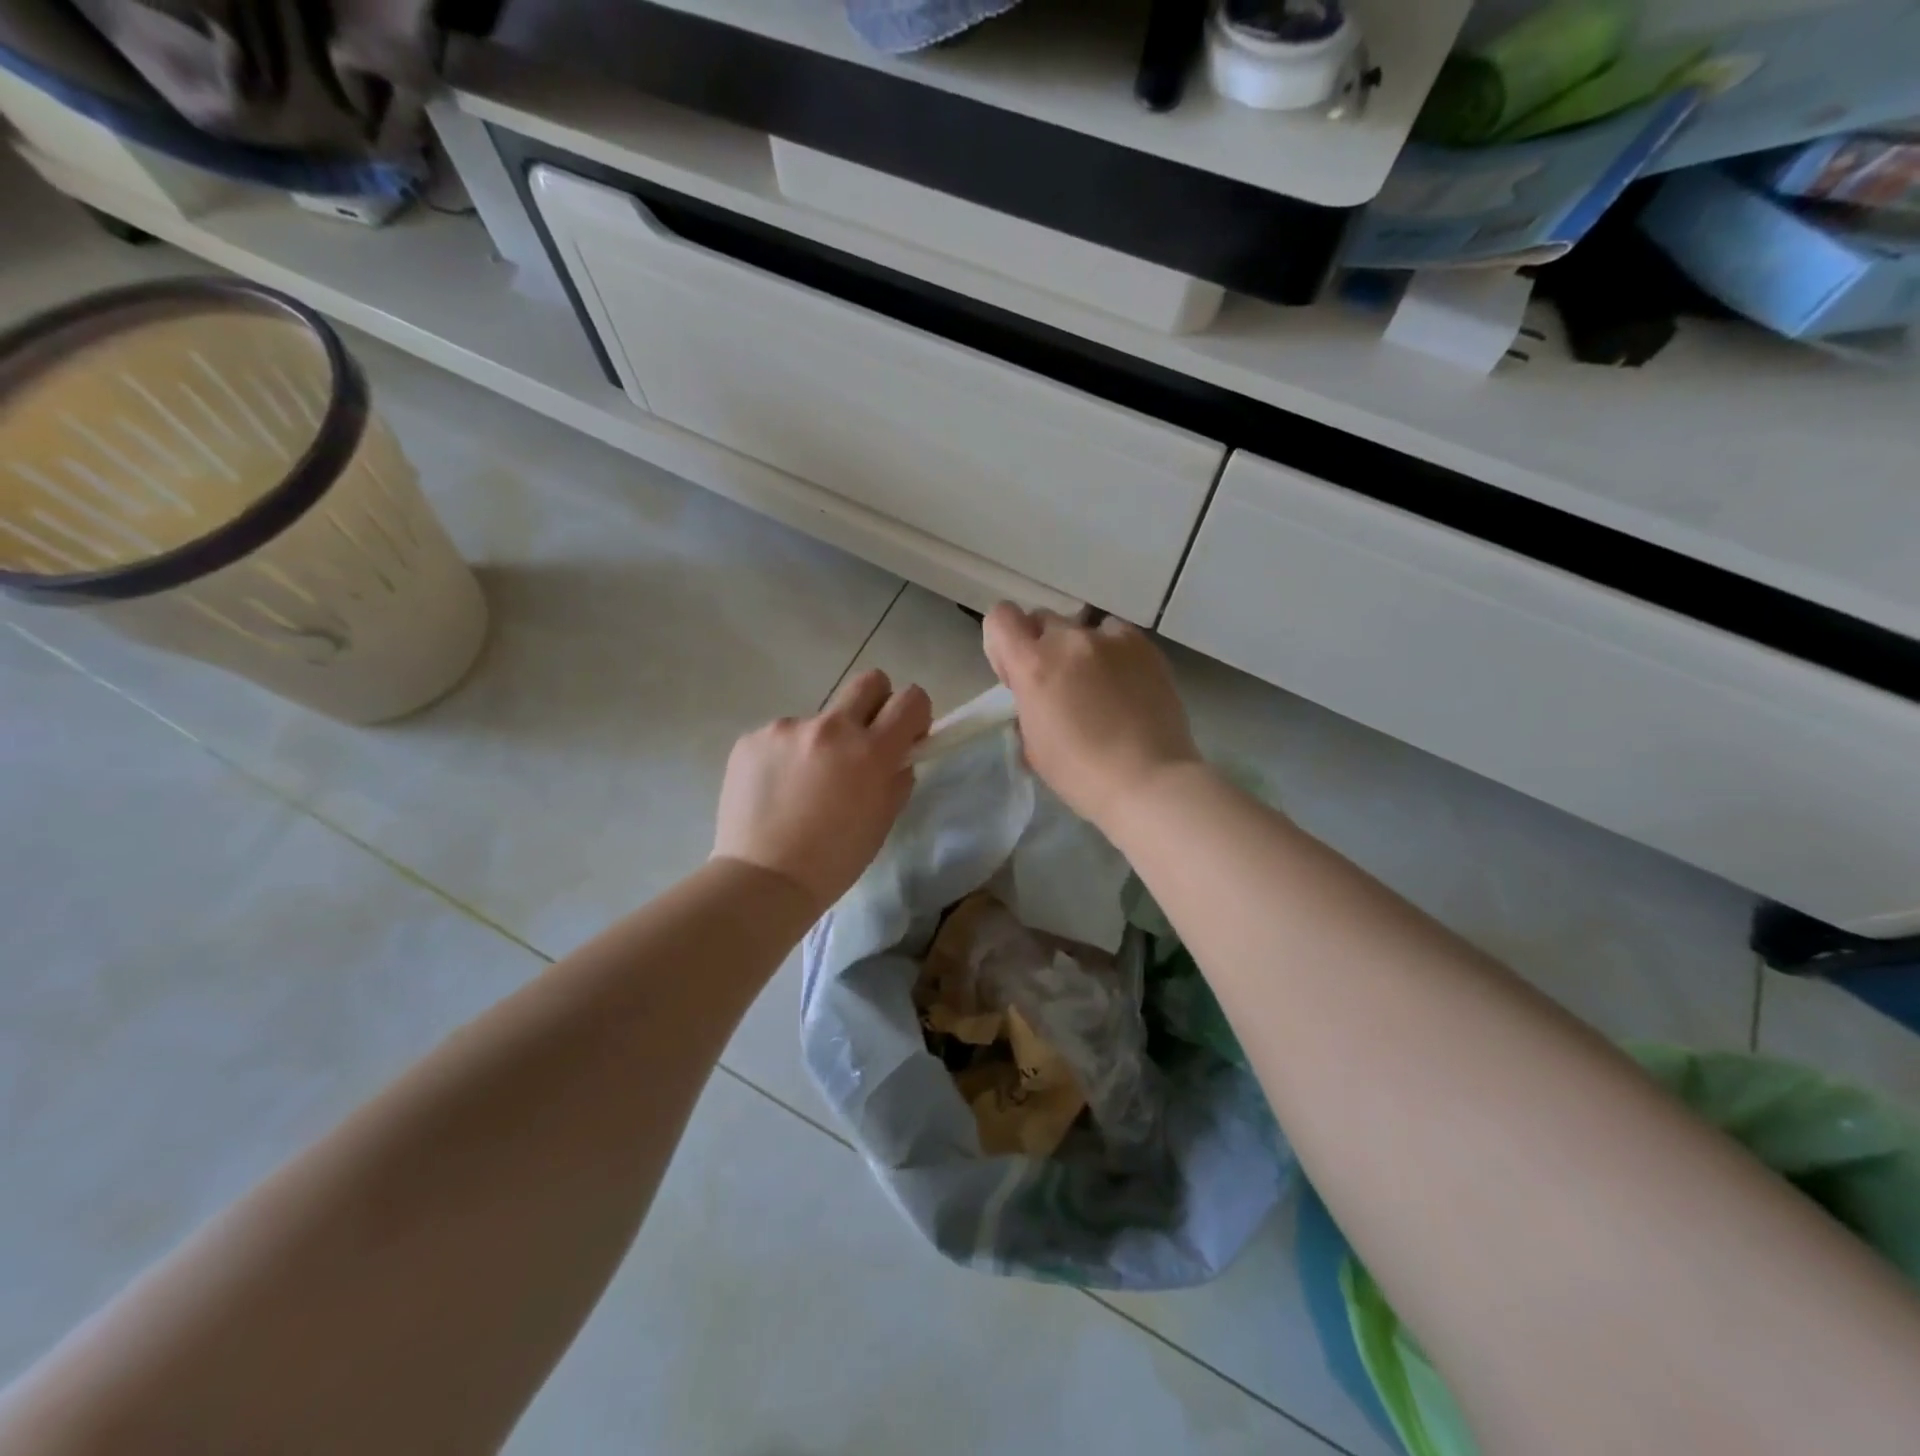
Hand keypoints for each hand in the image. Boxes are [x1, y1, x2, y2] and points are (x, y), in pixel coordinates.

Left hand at [712, 670, 931, 911]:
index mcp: (870, 751)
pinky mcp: (752, 738)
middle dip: (876, 704)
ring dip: (823, 741)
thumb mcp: (882, 820)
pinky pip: (783, 736)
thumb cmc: (834, 860)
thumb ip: (897, 777)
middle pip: (869, 681)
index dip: (915, 713)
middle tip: (864, 742)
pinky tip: (777, 790)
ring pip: (820, 718)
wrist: (762, 879)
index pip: (911, 699)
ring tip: (804, 785)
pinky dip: (786, 756)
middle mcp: (831, 728)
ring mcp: (787, 729)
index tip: (907, 735)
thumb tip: (897, 755)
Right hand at [982, 604, 1201, 829]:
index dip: (1004, 643)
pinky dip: (1115, 654)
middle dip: (1043, 648)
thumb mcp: (1033, 743)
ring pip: (1083, 628)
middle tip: (1059, 685)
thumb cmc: (1081, 774)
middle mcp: (1069, 640)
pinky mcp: (1145, 646)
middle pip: (1043, 621)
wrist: (1148, 781)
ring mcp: (1111, 639)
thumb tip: (1036, 694)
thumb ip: (1027, 703)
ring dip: (1081, 651)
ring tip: (1099, 686)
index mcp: (1033, 665)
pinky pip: (1118, 636)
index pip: (1001, 618)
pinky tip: (1127, 685)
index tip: (1016, 674)